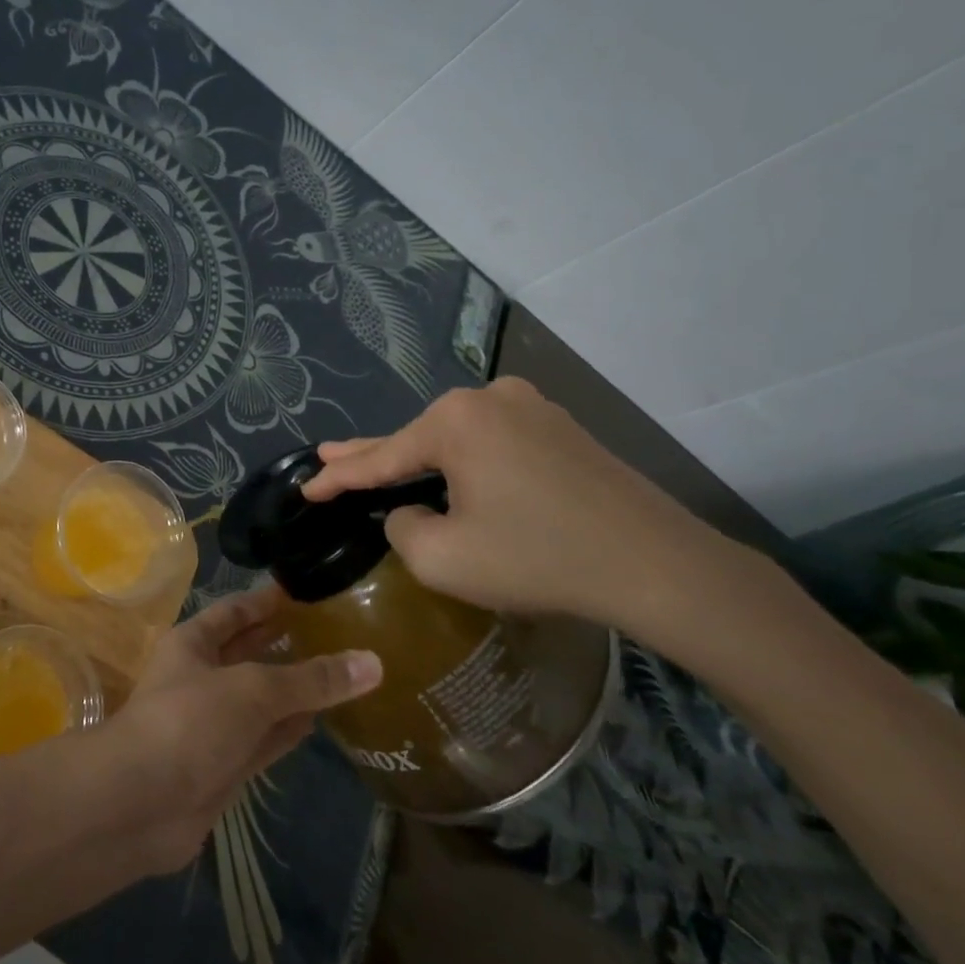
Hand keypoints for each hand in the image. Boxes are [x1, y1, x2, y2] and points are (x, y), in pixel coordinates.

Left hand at [102, 588, 380, 873]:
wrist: (139, 804)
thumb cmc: (189, 722)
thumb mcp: (253, 690)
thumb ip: (311, 679)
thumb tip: (373, 662)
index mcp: (192, 643)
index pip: (234, 612)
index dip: (266, 601)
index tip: (303, 590)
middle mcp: (200, 678)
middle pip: (248, 653)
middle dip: (283, 641)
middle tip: (333, 629)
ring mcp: (212, 724)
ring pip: (260, 699)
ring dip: (293, 689)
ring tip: (338, 671)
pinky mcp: (224, 766)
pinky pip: (264, 739)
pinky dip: (289, 730)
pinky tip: (321, 720)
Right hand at [301, 379, 756, 645]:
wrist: (658, 565)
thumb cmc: (539, 559)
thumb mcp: (443, 558)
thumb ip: (403, 529)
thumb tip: (411, 514)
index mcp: (456, 420)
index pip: (382, 456)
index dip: (339, 477)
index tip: (306, 485)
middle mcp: (490, 398)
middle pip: (417, 438)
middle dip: (371, 455)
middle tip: (328, 457)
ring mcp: (531, 408)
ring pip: (457, 440)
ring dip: (422, 461)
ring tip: (385, 472)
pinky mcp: (561, 429)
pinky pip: (493, 445)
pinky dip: (465, 464)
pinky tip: (452, 476)